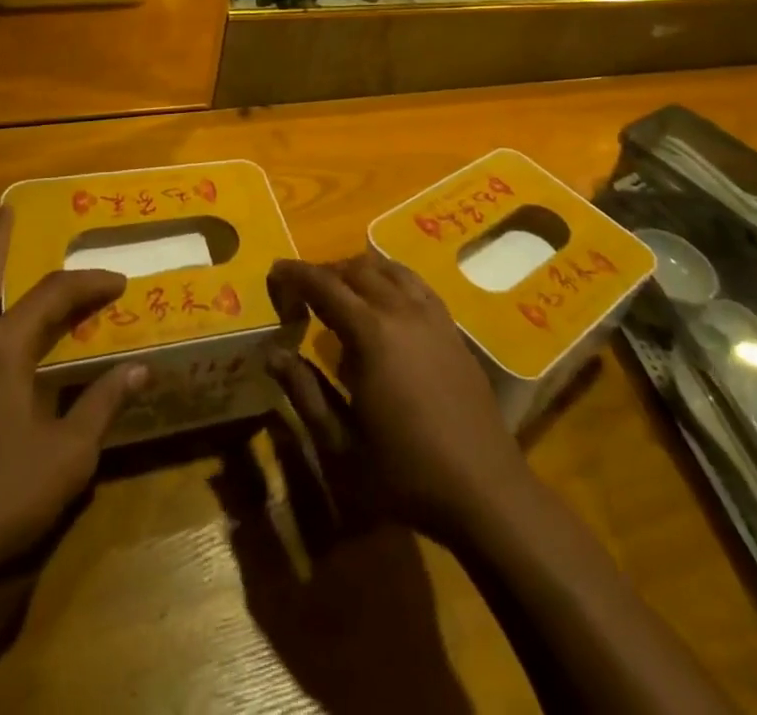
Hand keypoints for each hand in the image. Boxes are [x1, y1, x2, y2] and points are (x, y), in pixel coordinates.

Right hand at [266, 254, 538, 543]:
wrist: (484, 488)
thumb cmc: (405, 472)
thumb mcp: (341, 443)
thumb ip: (304, 392)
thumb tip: (273, 355)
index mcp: (370, 333)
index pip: (324, 285)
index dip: (296, 274)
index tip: (274, 272)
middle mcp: (402, 310)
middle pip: (356, 269)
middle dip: (325, 272)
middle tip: (302, 292)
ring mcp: (432, 315)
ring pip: (389, 269)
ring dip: (358, 271)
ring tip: (340, 293)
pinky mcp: (452, 327)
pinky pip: (415, 284)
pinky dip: (391, 279)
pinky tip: (385, 304)